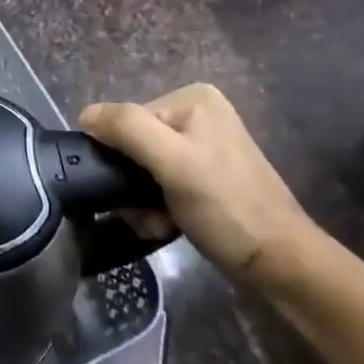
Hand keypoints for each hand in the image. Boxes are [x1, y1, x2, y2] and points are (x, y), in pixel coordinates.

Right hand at [80, 84, 315, 283]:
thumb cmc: (227, 207)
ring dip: (139, 200)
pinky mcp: (203, 175)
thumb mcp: (173, 161)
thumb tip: (84, 114)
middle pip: (132, 144)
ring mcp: (200, 146)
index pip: (125, 120)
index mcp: (191, 99)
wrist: (279, 264)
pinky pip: (157, 183)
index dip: (121, 157)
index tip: (134, 191)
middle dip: (131, 183)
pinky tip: (166, 225)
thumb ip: (127, 129)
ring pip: (140, 168)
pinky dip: (154, 206)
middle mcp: (196, 114)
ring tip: (158, 223)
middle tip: (147, 212)